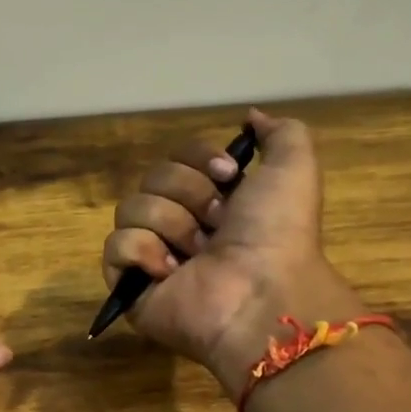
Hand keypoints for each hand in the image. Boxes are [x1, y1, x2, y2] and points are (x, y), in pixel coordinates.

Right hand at [101, 109, 361, 393]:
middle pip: (152, 178)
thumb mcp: (295, 169)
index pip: (177, 157)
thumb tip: (248, 118)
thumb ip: (281, 134)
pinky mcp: (130, 284)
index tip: (226, 175)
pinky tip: (170, 272)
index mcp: (212, 201)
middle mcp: (180, 224)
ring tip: (197, 254)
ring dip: (170, 224)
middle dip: (187, 194)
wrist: (260, 293)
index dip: (197, 159)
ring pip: (131, 208)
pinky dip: (142, 252)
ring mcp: (152, 256)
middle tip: (216, 224)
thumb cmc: (277, 233)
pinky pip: (115, 246)